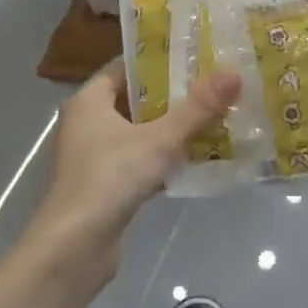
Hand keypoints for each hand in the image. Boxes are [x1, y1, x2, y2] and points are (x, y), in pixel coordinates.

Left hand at [23, 61, 239, 287]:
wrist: (73, 250)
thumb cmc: (110, 179)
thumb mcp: (159, 139)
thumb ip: (197, 109)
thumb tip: (234, 74)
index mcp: (88, 101)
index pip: (124, 68)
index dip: (157, 61)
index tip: (192, 57)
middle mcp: (86, 124)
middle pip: (133, 100)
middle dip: (171, 95)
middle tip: (210, 86)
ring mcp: (93, 158)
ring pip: (137, 133)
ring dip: (169, 128)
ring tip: (211, 118)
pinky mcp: (104, 187)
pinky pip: (138, 161)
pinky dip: (162, 158)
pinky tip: (194, 159)